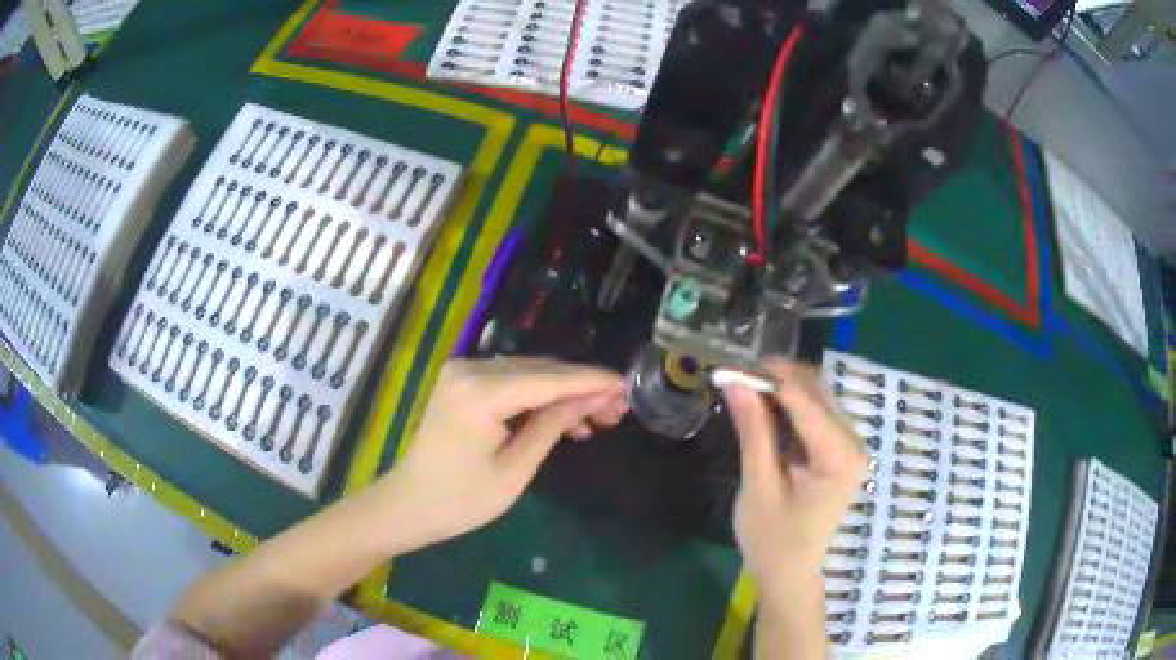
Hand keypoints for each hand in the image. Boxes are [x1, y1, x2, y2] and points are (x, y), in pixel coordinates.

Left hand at [374, 357, 625, 551]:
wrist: (410, 504)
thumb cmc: (461, 500)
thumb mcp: (515, 470)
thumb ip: (553, 426)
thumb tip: (593, 398)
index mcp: (479, 393)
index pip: (548, 380)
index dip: (590, 382)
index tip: (626, 384)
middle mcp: (470, 370)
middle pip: (540, 371)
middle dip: (581, 388)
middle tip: (619, 407)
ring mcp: (463, 372)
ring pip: (529, 374)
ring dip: (563, 393)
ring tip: (600, 418)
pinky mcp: (463, 382)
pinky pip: (511, 382)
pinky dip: (539, 397)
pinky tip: (565, 418)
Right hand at [722, 357, 866, 607]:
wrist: (789, 574)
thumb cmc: (772, 540)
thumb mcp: (758, 486)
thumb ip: (753, 431)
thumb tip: (735, 381)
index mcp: (839, 456)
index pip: (805, 400)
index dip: (769, 377)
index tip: (731, 365)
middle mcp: (852, 443)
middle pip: (815, 392)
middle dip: (775, 379)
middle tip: (733, 378)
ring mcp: (847, 445)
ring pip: (815, 397)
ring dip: (780, 390)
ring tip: (743, 391)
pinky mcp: (837, 450)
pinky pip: (814, 414)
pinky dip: (788, 406)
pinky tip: (763, 411)